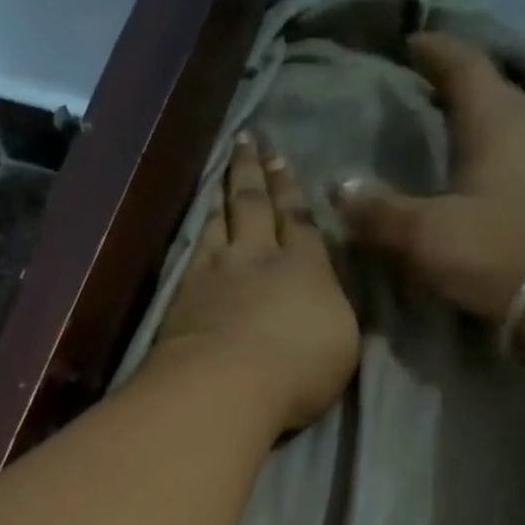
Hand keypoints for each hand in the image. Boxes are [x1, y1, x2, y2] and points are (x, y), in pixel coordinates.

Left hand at [152, 134, 359, 432]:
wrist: (226, 385)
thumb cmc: (297, 372)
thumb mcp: (342, 345)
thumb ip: (333, 312)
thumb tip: (326, 298)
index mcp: (306, 268)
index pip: (300, 220)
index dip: (292, 190)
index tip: (283, 159)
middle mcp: (259, 258)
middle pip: (256, 205)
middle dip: (255, 171)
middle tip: (250, 140)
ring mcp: (215, 273)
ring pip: (220, 220)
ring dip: (223, 192)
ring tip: (224, 169)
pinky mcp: (182, 295)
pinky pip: (193, 249)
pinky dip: (198, 229)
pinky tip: (198, 223)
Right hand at [332, 33, 524, 321]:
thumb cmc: (499, 248)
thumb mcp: (427, 234)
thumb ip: (381, 212)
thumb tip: (338, 186)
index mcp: (494, 120)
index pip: (464, 65)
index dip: (436, 51)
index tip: (412, 42)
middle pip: (491, 91)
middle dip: (457, 84)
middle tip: (425, 89)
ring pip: (508, 126)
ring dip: (478, 122)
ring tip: (448, 132)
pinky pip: (518, 160)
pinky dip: (492, 158)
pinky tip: (478, 178)